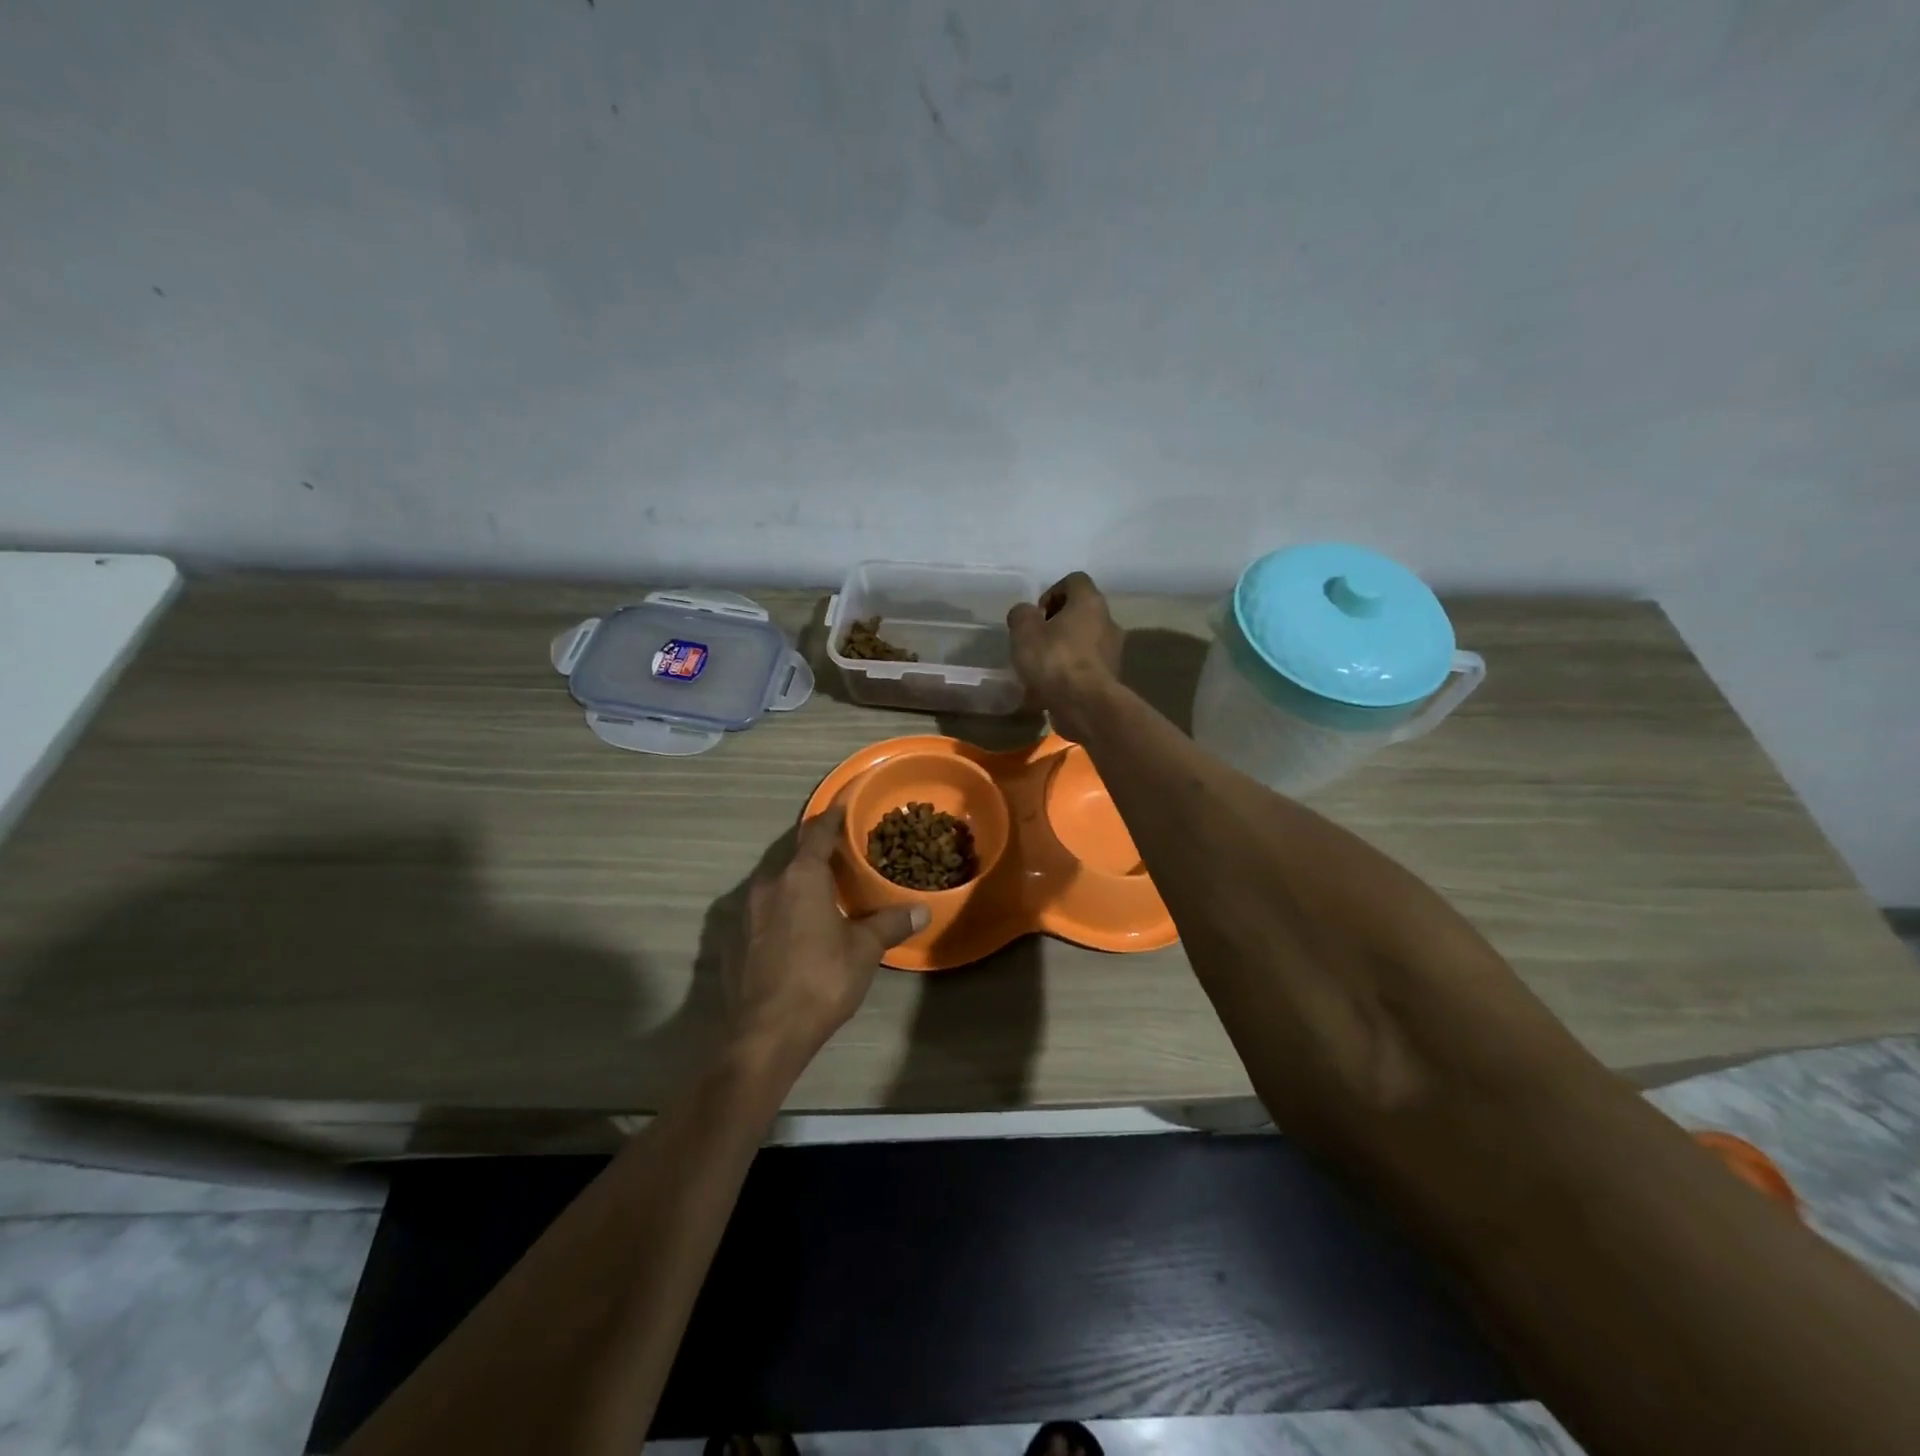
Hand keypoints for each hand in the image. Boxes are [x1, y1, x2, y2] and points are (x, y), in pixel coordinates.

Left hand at [728, 807, 927, 1061]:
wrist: (765, 1034)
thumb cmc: (821, 980)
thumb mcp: (864, 950)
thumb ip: (890, 923)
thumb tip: (922, 909)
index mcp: (800, 877)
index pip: (817, 833)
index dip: (831, 818)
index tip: (841, 807)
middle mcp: (768, 885)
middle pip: (794, 858)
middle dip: (816, 856)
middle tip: (841, 860)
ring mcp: (744, 913)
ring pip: (775, 885)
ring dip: (796, 884)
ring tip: (820, 896)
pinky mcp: (732, 941)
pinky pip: (761, 913)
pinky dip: (780, 912)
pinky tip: (794, 932)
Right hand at [1006, 571, 1122, 741]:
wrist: (1085, 705)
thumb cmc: (1054, 660)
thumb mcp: (1024, 631)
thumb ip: (1021, 615)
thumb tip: (1026, 614)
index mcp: (1090, 602)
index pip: (1074, 580)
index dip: (1052, 592)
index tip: (1037, 615)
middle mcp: (1108, 621)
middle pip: (1080, 613)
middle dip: (1056, 625)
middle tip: (1035, 642)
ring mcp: (1113, 652)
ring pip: (1083, 642)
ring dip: (1063, 651)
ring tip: (1040, 670)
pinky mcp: (1110, 679)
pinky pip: (1086, 668)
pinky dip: (1069, 674)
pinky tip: (1050, 690)